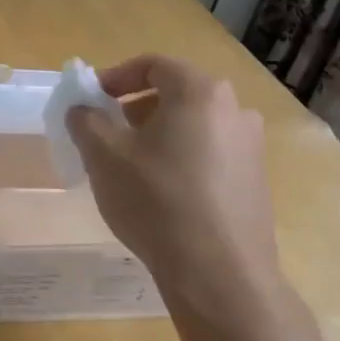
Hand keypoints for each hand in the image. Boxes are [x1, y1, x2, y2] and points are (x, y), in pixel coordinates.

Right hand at [65, 55, 293, 340]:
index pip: (153, 65)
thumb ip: (86, 120)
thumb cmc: (157, 201)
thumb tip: (83, 109)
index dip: (115, 77)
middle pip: (175, 93)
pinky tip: (161, 193)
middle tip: (106, 133)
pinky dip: (181, 158)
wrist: (220, 275)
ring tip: (129, 166)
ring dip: (157, 134)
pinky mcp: (256, 181)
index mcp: (200, 93)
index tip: (91, 100)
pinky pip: (209, 153)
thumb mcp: (104, 156)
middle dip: (134, 108)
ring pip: (193, 125)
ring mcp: (251, 147)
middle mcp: (234, 110)